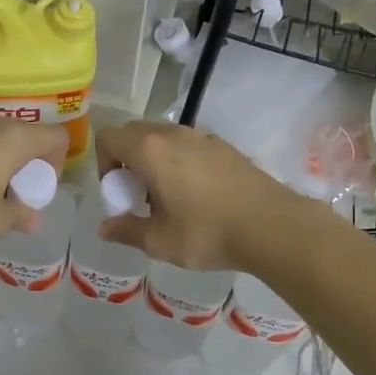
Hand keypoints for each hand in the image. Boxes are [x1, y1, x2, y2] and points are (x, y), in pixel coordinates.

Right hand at [94, 121, 298, 272]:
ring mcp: (203, 137)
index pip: (109, 138)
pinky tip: (198, 196)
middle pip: (135, 133)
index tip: (119, 192)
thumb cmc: (207, 233)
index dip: (104, 163)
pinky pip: (190, 146)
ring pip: (164, 138)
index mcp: (150, 150)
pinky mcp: (225, 146)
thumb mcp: (159, 241)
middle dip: (128, 161)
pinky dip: (181, 163)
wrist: (271, 226)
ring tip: (169, 198)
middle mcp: (174, 134)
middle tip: (140, 196)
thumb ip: (127, 231)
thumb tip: (104, 229)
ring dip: (155, 161)